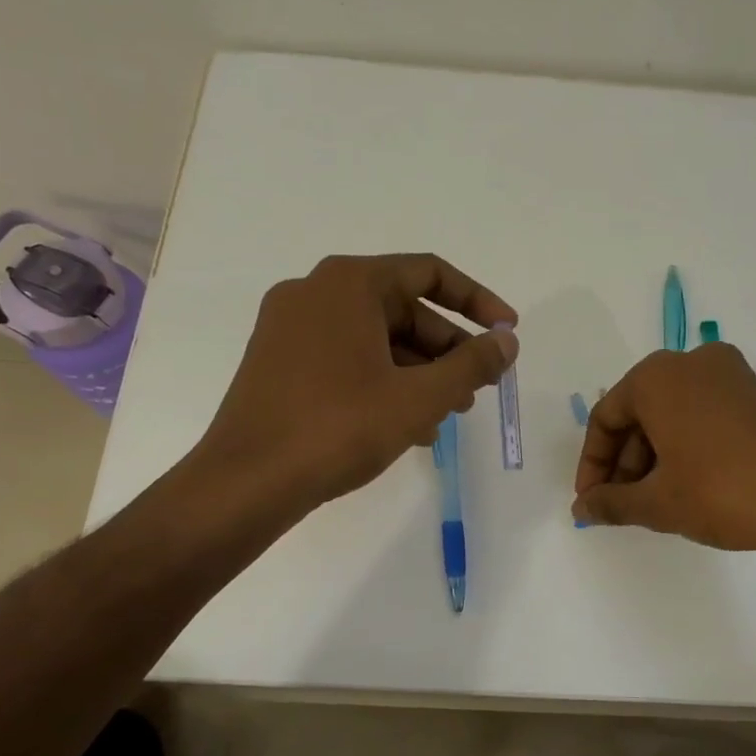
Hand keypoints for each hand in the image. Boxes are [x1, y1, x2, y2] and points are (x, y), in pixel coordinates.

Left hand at [197, 253, 516, 509]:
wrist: (247, 482)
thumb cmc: (339, 427)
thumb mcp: (420, 397)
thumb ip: (472, 364)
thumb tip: (507, 342)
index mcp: (349, 283)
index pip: (430, 273)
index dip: (478, 301)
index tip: (508, 332)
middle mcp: (315, 293)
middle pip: (403, 308)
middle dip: (448, 349)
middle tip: (478, 387)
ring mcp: (291, 328)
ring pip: (376, 338)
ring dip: (420, 371)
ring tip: (450, 413)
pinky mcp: (278, 362)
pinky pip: (347, 359)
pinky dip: (384, 381)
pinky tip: (409, 425)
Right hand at [571, 344, 755, 572]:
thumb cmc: (720, 493)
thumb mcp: (656, 503)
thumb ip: (610, 503)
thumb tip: (581, 510)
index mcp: (658, 376)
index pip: (606, 418)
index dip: (592, 464)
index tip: (591, 501)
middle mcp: (691, 362)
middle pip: (639, 412)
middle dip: (624, 462)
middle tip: (621, 505)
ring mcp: (729, 374)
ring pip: (671, 414)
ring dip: (652, 456)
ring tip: (652, 502)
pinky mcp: (755, 394)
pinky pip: (701, 414)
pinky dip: (684, 445)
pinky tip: (685, 485)